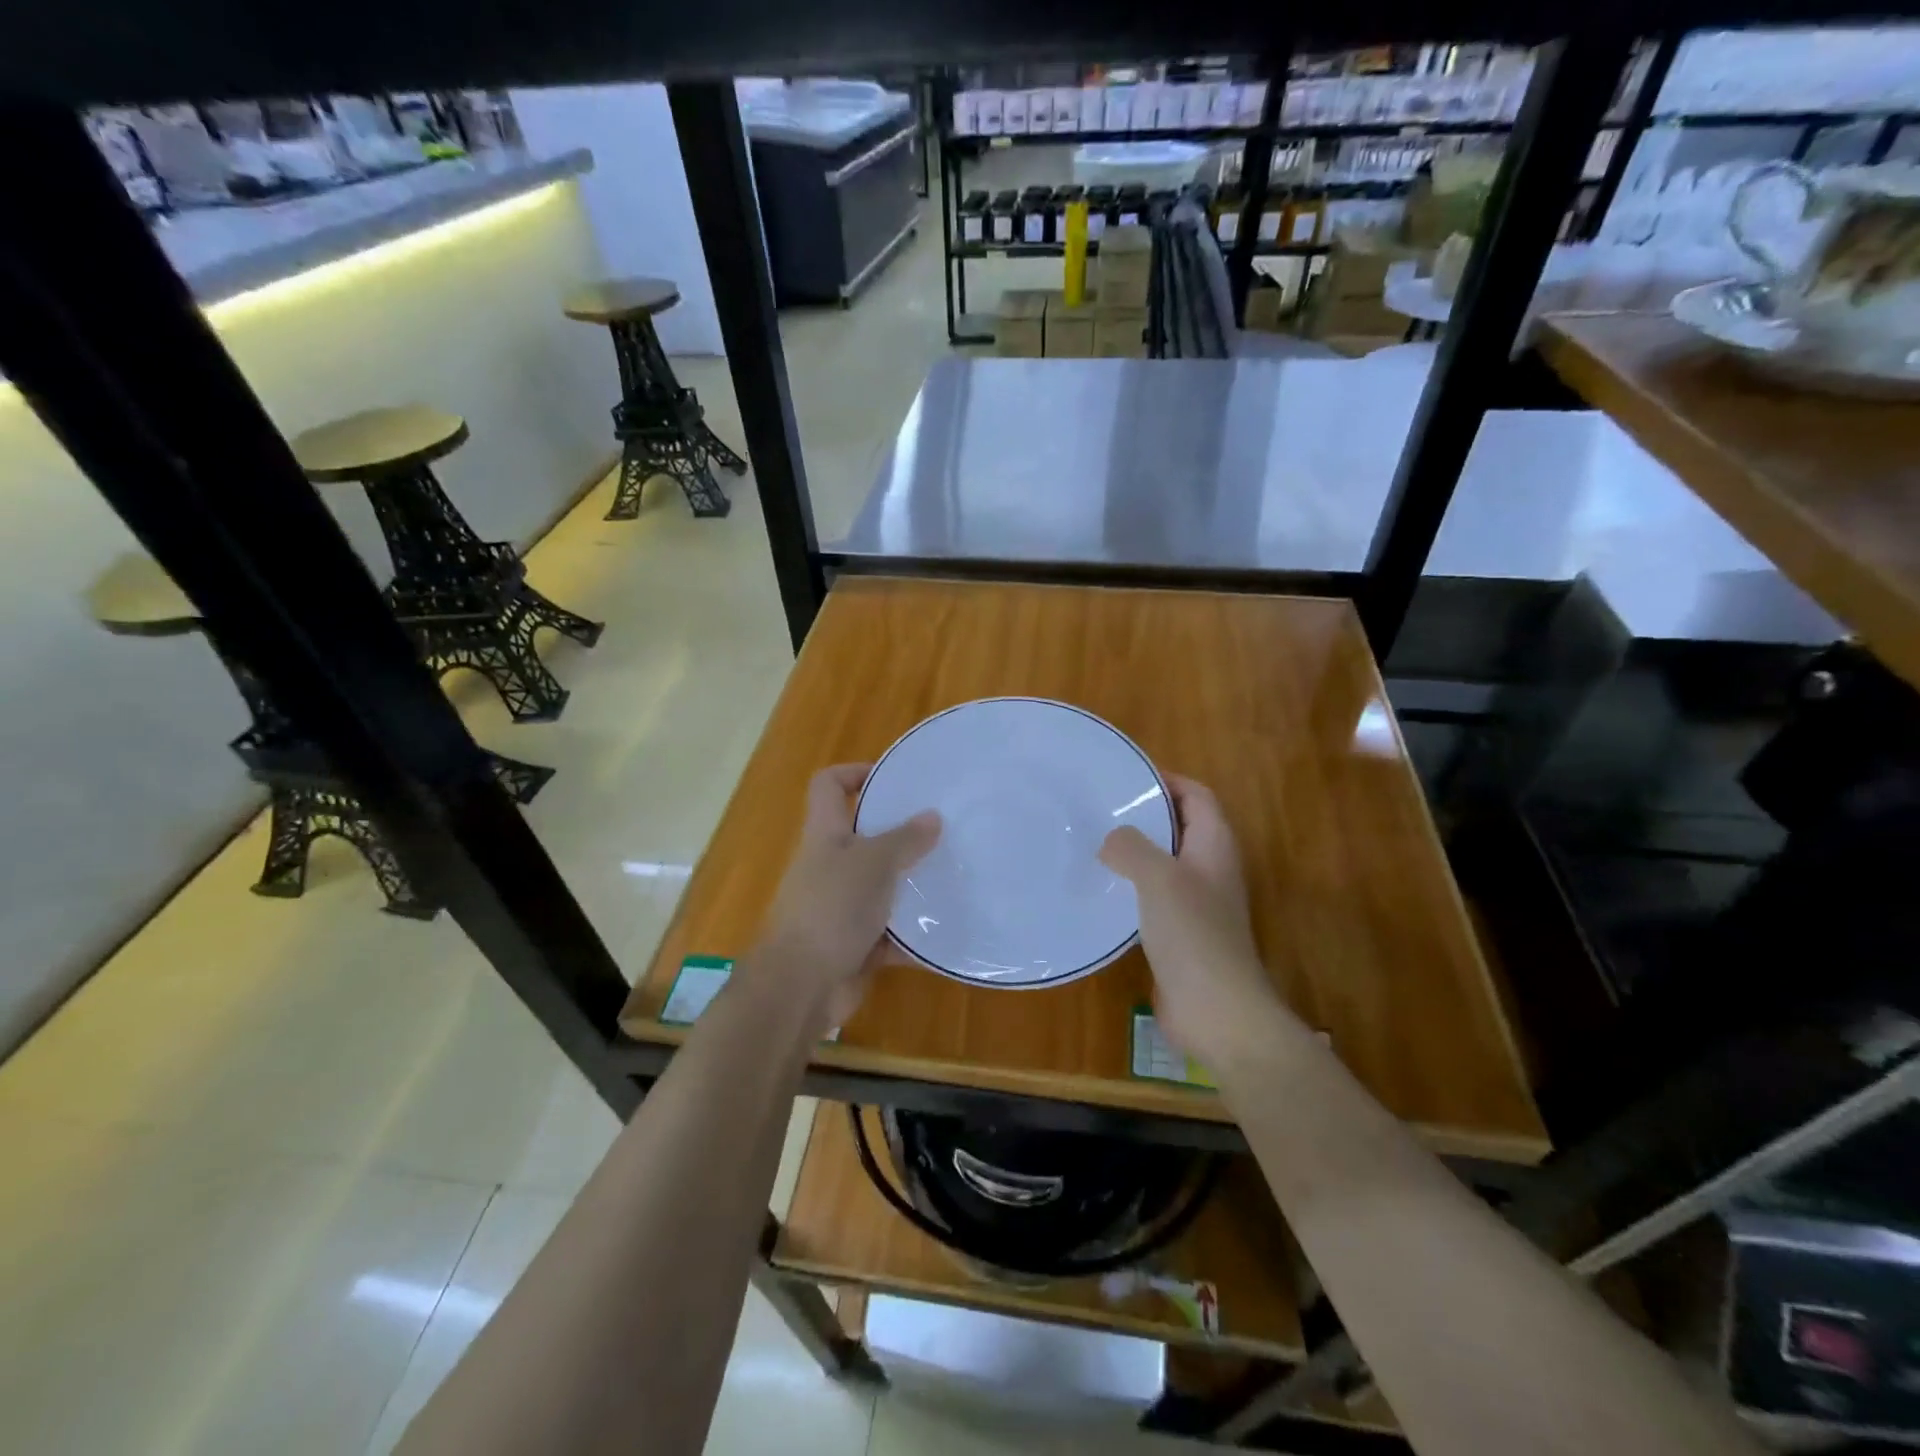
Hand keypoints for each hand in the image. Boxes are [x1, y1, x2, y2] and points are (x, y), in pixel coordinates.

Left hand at [757, 764, 940, 1028]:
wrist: (800, 987)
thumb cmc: (831, 909)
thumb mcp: (873, 864)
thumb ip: (904, 839)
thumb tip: (932, 817)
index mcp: (826, 835)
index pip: (829, 786)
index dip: (855, 772)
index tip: (894, 779)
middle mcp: (831, 866)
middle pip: (864, 836)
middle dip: (901, 832)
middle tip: (943, 828)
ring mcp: (841, 907)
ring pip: (882, 886)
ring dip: (912, 884)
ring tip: (954, 875)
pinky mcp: (856, 944)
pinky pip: (891, 932)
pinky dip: (914, 935)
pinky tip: (949, 931)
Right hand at [1100, 775, 1287, 1069]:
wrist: (1217, 1011)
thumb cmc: (1194, 934)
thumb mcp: (1159, 878)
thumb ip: (1132, 847)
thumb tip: (1111, 840)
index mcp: (1215, 846)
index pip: (1197, 796)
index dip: (1167, 780)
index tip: (1126, 776)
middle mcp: (1210, 869)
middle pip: (1179, 826)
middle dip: (1145, 814)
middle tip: (1100, 807)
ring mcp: (1197, 903)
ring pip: (1164, 862)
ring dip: (1134, 852)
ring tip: (1092, 842)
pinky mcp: (1180, 932)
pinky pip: (1153, 896)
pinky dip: (1130, 886)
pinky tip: (1101, 890)